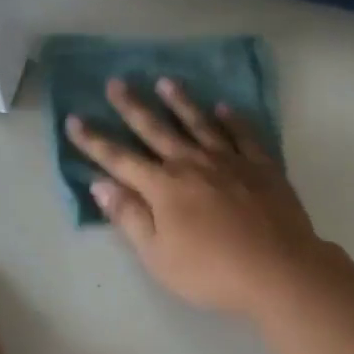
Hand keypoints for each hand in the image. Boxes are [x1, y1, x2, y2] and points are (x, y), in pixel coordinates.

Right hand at [65, 78, 333, 317]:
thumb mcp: (158, 255)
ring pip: (199, 123)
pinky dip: (232, 120)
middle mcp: (193, 164)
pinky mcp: (262, 166)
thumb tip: (101, 184)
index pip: (120, 159)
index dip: (94, 141)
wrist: (278, 270)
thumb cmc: (211, 271)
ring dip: (180, 102)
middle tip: (116, 82)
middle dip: (132, 106)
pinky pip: (243, 135)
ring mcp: (230, 161)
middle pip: (156, 130)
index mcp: (164, 187)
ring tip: (166, 82)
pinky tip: (224, 108)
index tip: (74, 120)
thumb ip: (130, 217)